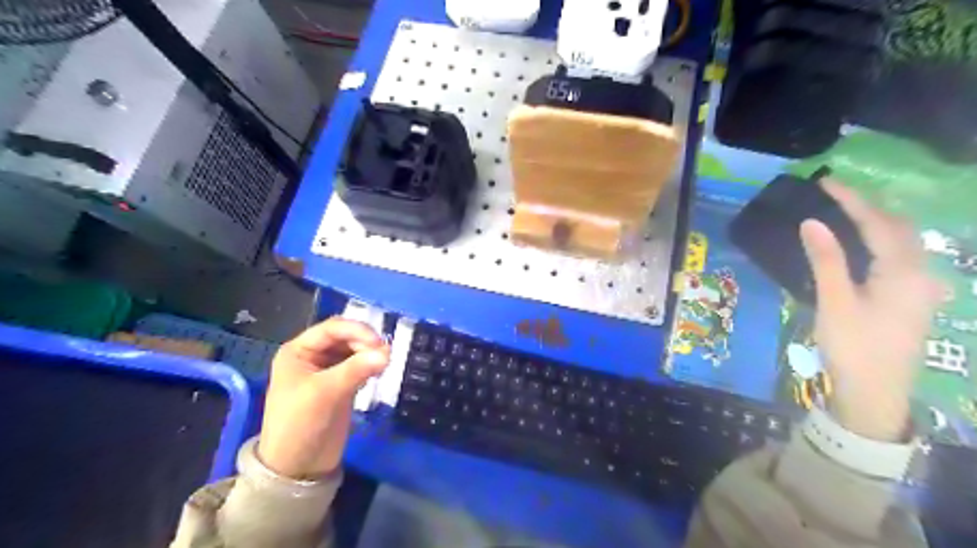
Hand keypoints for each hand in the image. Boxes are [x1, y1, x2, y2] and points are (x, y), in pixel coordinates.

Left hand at [260, 319, 389, 476]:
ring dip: (369, 353)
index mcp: (298, 351)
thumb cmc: (299, 425)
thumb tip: (388, 352)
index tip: (379, 343)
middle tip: (385, 355)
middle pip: (345, 337)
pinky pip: (359, 366)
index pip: (332, 328)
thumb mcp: (324, 393)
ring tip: (384, 364)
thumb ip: (356, 369)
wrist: (297, 468)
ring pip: (355, 351)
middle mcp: (313, 356)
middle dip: (365, 342)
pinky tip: (378, 371)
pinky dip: (370, 365)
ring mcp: (328, 371)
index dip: (357, 330)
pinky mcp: (341, 385)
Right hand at [798, 183, 942, 443]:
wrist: (876, 393)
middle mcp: (920, 273)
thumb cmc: (853, 346)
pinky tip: (864, 243)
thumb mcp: (835, 302)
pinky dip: (881, 240)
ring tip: (845, 211)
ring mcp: (921, 287)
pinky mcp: (912, 298)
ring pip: (903, 241)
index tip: (825, 182)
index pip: (877, 223)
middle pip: (898, 227)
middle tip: (834, 194)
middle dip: (868, 206)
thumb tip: (812, 222)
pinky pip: (900, 256)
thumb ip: (827, 260)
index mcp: (902, 272)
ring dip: (877, 221)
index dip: (851, 200)